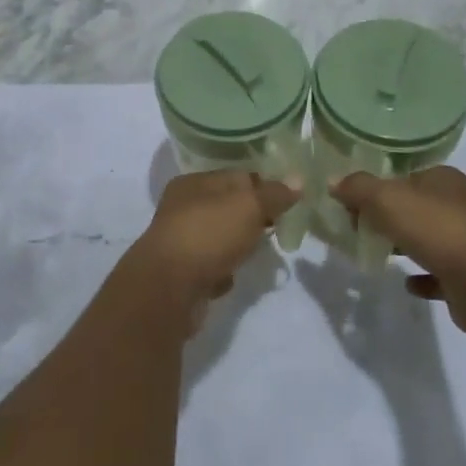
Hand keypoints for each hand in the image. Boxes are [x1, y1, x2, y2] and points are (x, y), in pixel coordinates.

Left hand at [133, 171, 296, 331]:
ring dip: (239, 246)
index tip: (289, 201)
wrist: (168, 289)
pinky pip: (212, 267)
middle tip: (278, 229)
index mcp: (194, 183)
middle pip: (228, 208)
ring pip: (220, 238)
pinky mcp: (182, 274)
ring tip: (257, 254)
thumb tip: (298, 180)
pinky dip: (224, 271)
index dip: (264, 185)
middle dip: (254, 218)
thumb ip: (274, 194)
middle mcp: (182, 208)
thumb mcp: (248, 206)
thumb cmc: (208, 234)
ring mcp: (181, 241)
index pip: (236, 176)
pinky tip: (231, 278)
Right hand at [331, 168, 465, 337]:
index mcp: (443, 180)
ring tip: (375, 252)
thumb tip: (333, 182)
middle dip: (387, 217)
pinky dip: (422, 278)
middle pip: (414, 207)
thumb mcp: (387, 199)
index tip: (351, 204)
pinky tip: (405, 283)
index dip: (377, 187)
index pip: (404, 176)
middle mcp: (458, 207)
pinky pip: (438, 275)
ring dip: (404, 245)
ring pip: (427, 240)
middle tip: (357, 229)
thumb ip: (358, 188)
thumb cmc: (437, 229)